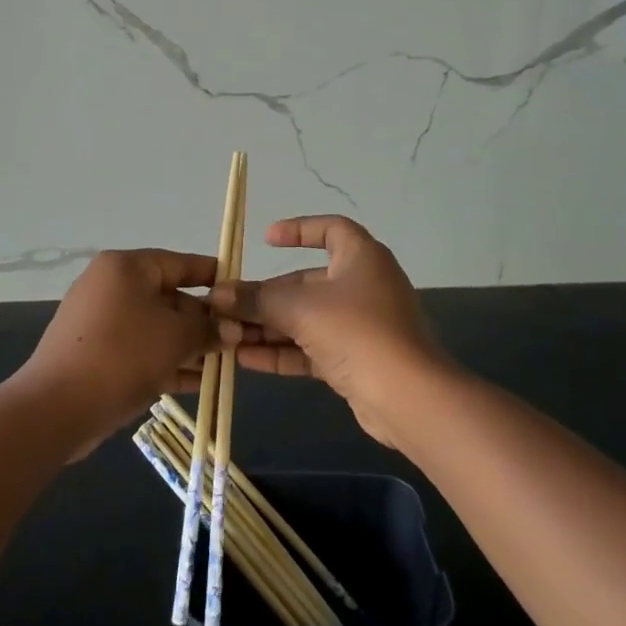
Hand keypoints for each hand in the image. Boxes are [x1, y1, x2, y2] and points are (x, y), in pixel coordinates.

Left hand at [16, 249, 218, 452]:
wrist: (56, 407)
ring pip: (155, 328)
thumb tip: (233, 329)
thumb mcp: (176, 337)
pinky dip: (166, 362)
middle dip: (203, 321)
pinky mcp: (95, 355)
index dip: (213, 276)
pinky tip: (198, 382)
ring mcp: (100, 322)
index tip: (241, 291)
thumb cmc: (123, 355)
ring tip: (224, 365)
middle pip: (168, 297)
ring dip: (189, 346)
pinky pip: (140, 351)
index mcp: (126, 268)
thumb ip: (208, 328)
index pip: (179, 263)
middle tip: (238, 339)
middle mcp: (110, 287)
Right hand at [210, 216, 447, 448]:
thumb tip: (218, 295)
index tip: (266, 240)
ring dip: (269, 326)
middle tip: (228, 305)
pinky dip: (283, 351)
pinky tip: (244, 359)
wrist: (406, 397)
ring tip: (227, 334)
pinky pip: (312, 349)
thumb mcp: (300, 309)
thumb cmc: (356, 331)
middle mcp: (363, 286)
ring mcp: (361, 326)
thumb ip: (257, 300)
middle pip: (307, 282)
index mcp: (361, 258)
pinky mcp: (356, 361)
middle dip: (267, 295)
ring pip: (307, 319)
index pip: (331, 229)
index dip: (299, 229)